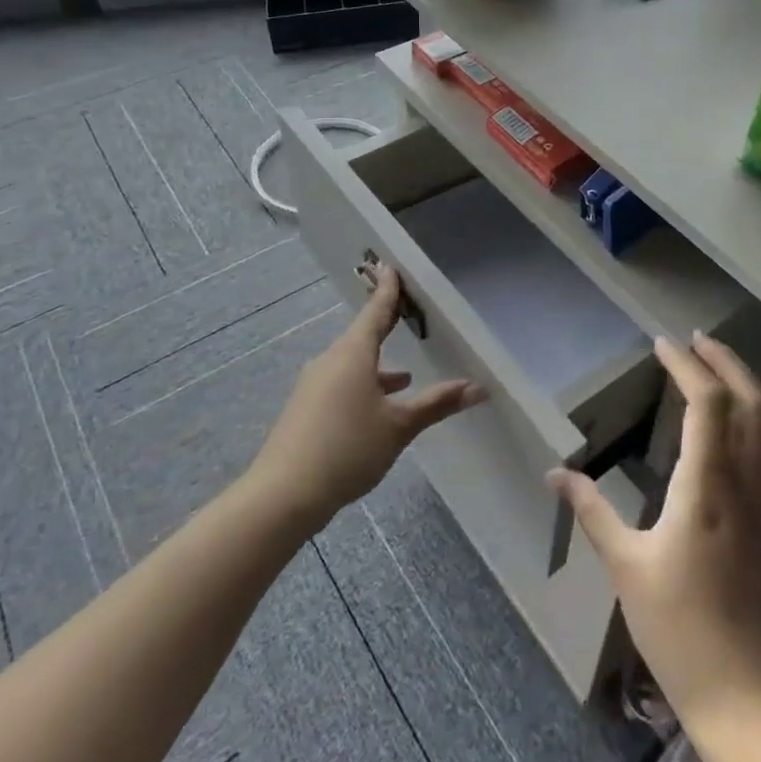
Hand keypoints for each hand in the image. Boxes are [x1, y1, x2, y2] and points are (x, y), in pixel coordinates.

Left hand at [250, 264, 485, 529]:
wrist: (282, 495)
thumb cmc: (347, 448)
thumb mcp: (399, 426)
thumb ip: (437, 403)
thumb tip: (478, 387)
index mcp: (353, 353)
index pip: (376, 311)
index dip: (388, 290)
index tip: (390, 266)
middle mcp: (331, 361)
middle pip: (362, 336)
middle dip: (384, 326)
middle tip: (404, 312)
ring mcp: (314, 385)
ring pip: (352, 364)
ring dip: (377, 366)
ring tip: (404, 376)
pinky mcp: (306, 410)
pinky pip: (341, 384)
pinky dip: (363, 386)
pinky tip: (376, 409)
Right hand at [548, 332, 760, 728]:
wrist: (744, 694)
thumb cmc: (677, 628)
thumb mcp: (625, 565)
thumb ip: (592, 511)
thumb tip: (554, 473)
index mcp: (707, 486)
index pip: (706, 402)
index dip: (686, 365)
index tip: (662, 344)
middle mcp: (749, 482)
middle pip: (751, 399)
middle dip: (725, 361)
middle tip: (696, 340)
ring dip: (754, 383)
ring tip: (725, 367)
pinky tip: (756, 419)